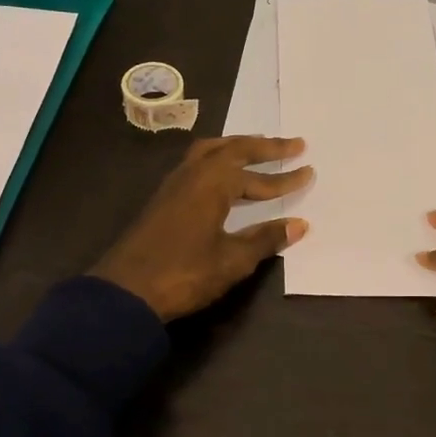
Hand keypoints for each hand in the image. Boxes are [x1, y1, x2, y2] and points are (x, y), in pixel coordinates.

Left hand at [90, 136, 312, 321]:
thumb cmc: (184, 274)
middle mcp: (193, 174)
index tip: (309, 171)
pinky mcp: (164, 199)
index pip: (257, 176)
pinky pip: (197, 164)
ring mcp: (174, 184)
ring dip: (238, 148)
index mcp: (212, 183)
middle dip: (265, 147)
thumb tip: (299, 225)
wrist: (126, 292)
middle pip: (233, 149)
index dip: (285, 178)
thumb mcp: (232, 260)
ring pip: (211, 152)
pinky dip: (218, 160)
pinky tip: (225, 175)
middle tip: (294, 144)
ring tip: (259, 149)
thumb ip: (266, 239)